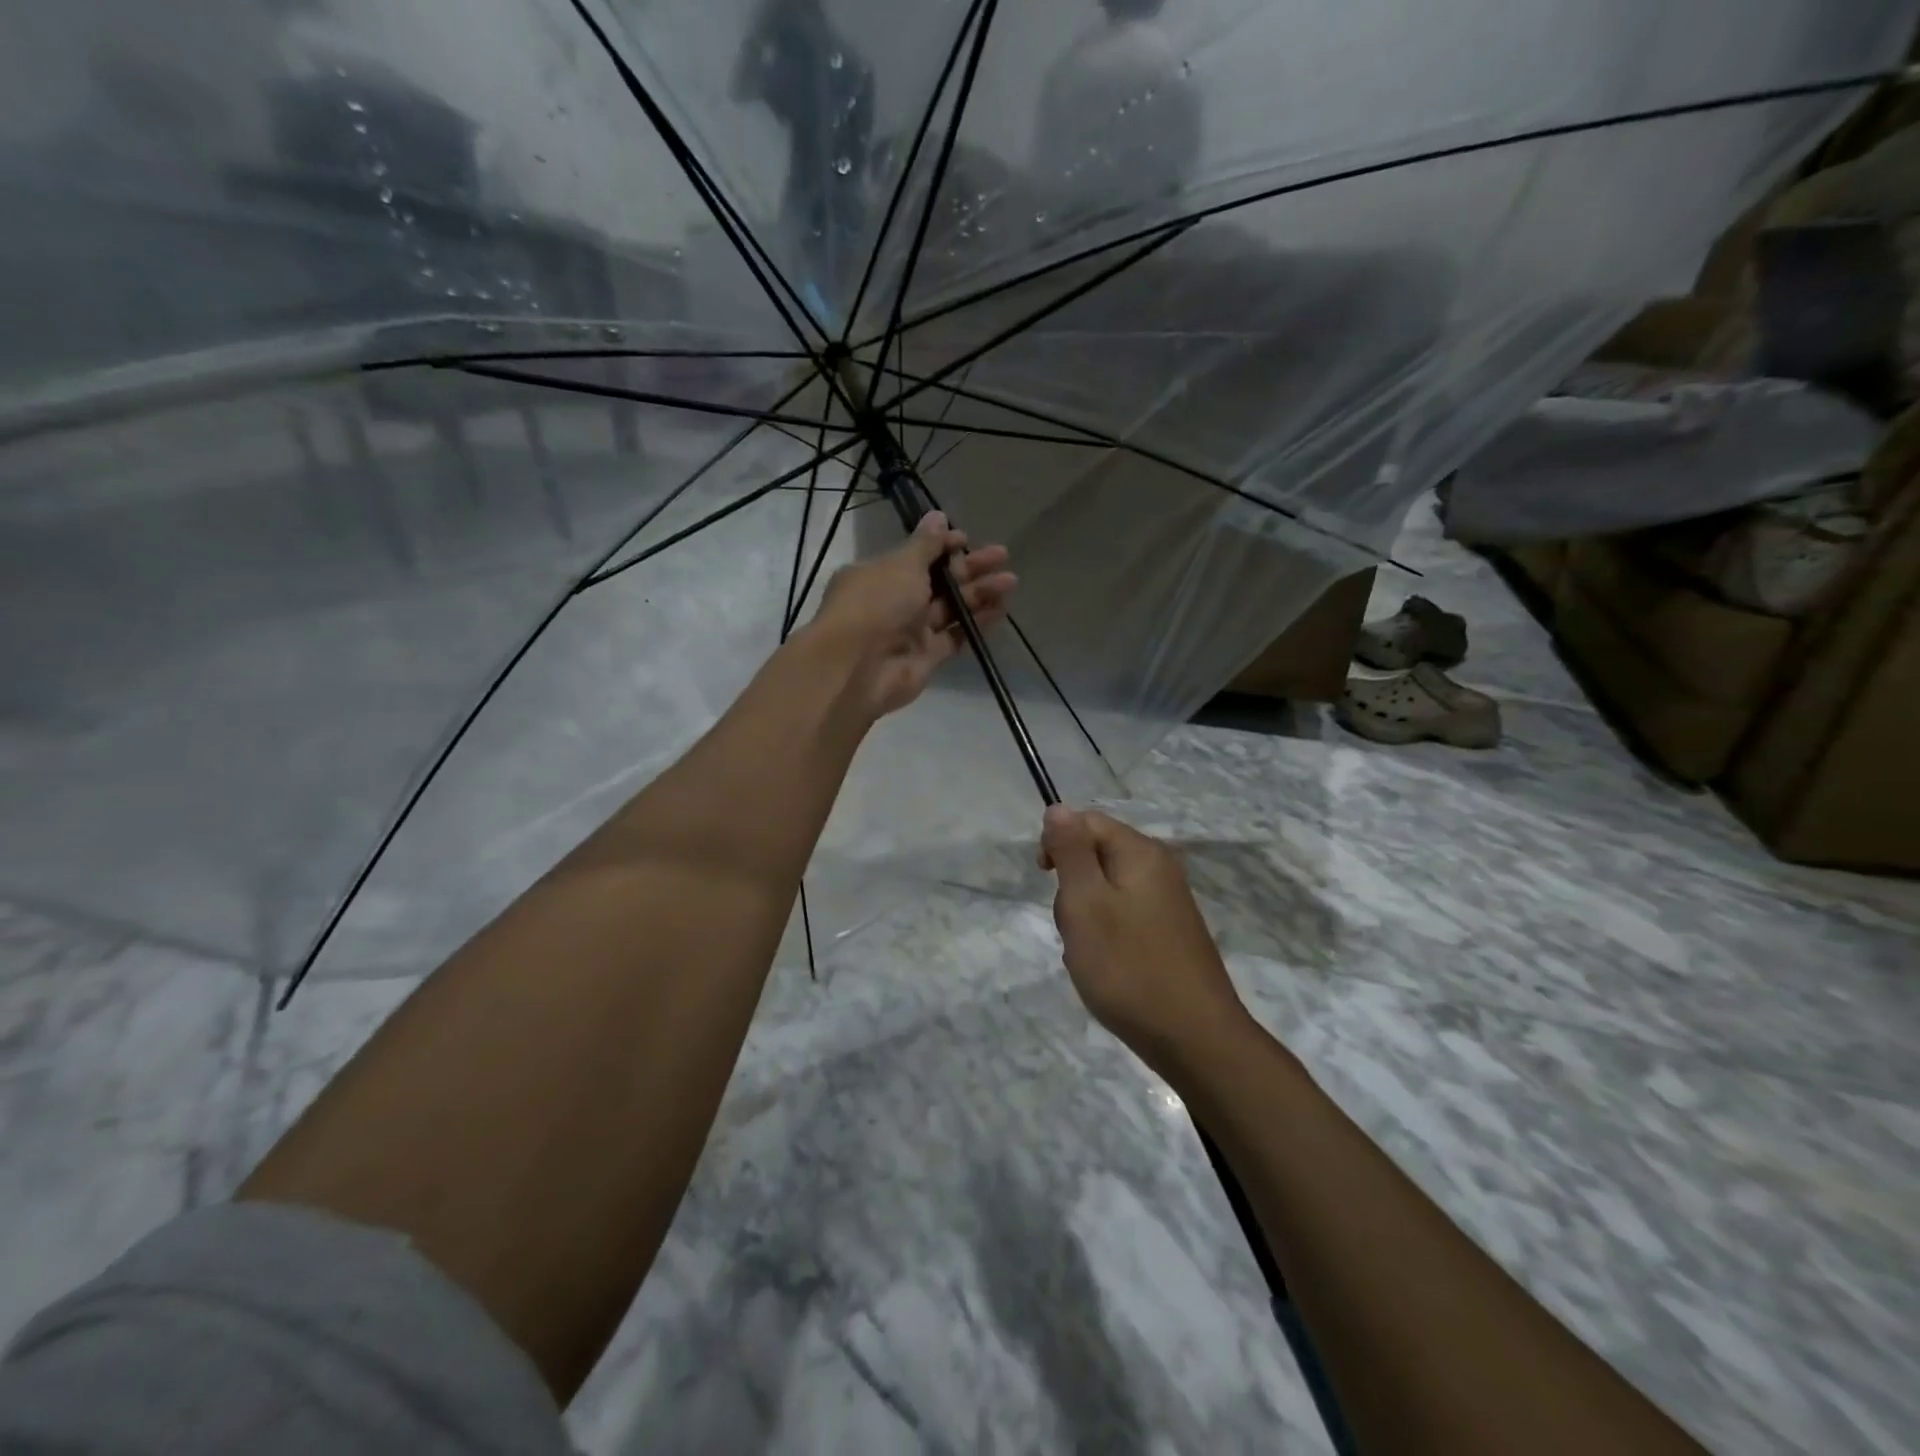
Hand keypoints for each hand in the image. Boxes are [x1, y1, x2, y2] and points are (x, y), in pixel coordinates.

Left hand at [812, 511, 1015, 718]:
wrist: (858, 668)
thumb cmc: (876, 604)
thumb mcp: (902, 565)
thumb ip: (925, 544)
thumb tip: (938, 516)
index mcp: (880, 574)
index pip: (916, 555)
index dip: (943, 546)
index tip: (967, 539)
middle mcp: (894, 600)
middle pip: (938, 580)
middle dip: (969, 567)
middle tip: (1001, 555)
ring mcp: (911, 631)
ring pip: (951, 608)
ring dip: (979, 593)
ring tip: (1010, 581)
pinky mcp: (927, 657)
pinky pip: (956, 635)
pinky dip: (977, 623)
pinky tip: (1002, 609)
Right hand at [1039, 806, 1249, 1075]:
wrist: (1195, 1038)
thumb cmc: (1129, 967)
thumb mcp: (1085, 903)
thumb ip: (1070, 851)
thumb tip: (1059, 807)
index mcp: (1141, 852)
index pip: (1087, 822)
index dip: (1058, 844)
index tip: (1044, 881)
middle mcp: (1160, 868)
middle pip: (1097, 856)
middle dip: (1073, 888)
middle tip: (1072, 926)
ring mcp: (1169, 903)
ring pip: (1107, 892)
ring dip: (1086, 918)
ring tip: (1089, 954)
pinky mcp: (1171, 933)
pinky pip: (1125, 919)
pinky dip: (1107, 937)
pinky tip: (1108, 969)